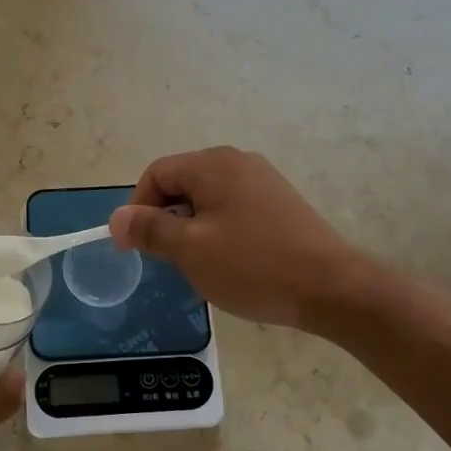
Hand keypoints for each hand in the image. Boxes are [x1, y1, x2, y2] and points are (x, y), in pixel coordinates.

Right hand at [109, 147, 365, 328]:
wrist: (332, 288)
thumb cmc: (254, 266)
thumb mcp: (191, 250)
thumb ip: (149, 229)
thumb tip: (117, 218)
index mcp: (213, 164)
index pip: (156, 174)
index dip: (137, 208)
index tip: (136, 248)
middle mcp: (237, 161)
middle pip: (182, 183)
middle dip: (166, 220)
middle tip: (169, 260)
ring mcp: (263, 181)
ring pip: (207, 199)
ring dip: (192, 229)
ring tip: (200, 265)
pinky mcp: (280, 203)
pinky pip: (233, 209)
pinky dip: (219, 231)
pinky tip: (231, 262)